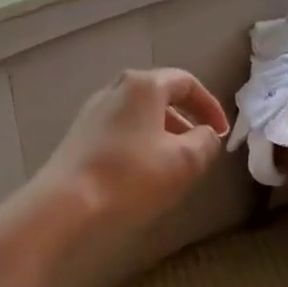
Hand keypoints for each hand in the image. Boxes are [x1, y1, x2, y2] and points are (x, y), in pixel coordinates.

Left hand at [34, 68, 229, 230]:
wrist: (66, 203)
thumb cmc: (131, 177)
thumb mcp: (185, 161)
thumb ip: (206, 142)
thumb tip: (207, 135)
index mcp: (143, 85)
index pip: (186, 82)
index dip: (210, 106)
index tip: (221, 133)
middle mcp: (115, 89)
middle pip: (159, 96)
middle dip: (185, 121)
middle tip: (198, 148)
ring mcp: (92, 111)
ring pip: (138, 116)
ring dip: (161, 135)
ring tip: (172, 165)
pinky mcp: (78, 136)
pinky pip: (119, 131)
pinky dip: (139, 144)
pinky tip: (141, 173)